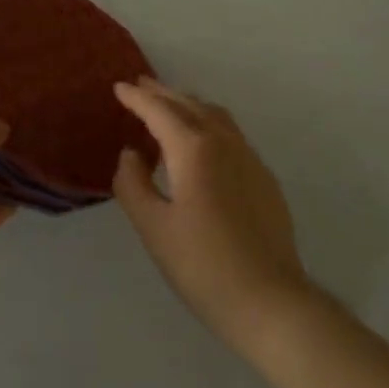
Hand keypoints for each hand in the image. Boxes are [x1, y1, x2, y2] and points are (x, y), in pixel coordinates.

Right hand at [112, 78, 314, 350]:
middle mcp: (224, 142)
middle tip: (141, 86)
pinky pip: (232, 134)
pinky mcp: (264, 177)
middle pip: (190, 104)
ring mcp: (249, 158)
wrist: (269, 301)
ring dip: (189, 104)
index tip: (119, 87)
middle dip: (163, 93)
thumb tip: (130, 154)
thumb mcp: (153, 228)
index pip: (160, 111)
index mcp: (194, 149)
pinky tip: (203, 144)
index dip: (137, 98)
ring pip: (215, 115)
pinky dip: (209, 124)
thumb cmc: (202, 266)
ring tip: (170, 107)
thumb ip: (133, 184)